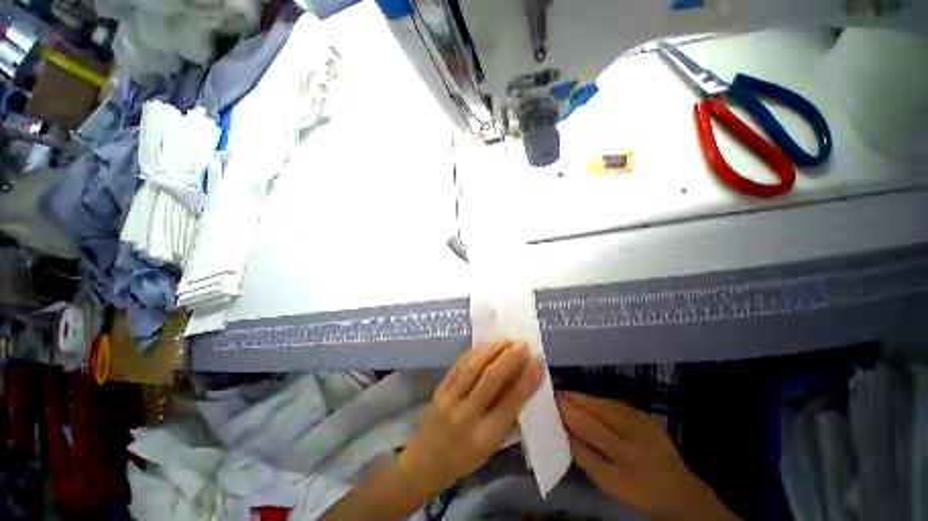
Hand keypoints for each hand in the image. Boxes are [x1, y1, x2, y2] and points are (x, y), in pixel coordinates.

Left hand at [396, 340, 543, 499]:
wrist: (422, 464)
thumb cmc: (462, 461)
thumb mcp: (489, 449)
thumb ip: (505, 420)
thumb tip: (521, 387)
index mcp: (484, 437)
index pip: (510, 403)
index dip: (527, 380)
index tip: (538, 361)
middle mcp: (467, 415)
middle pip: (490, 379)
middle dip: (509, 358)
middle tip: (523, 344)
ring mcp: (450, 399)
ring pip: (473, 367)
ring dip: (492, 350)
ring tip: (507, 340)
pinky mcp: (439, 389)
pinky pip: (458, 366)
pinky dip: (473, 352)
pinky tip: (485, 345)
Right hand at [556, 392, 739, 520]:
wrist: (678, 489)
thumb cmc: (638, 490)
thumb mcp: (607, 481)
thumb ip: (583, 454)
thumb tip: (562, 430)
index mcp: (624, 450)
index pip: (587, 424)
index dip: (566, 409)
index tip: (548, 400)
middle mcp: (632, 428)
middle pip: (594, 407)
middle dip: (572, 398)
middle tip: (553, 393)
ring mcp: (640, 417)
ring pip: (603, 401)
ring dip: (583, 398)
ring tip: (565, 396)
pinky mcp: (643, 413)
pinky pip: (613, 403)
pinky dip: (596, 402)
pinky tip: (587, 403)